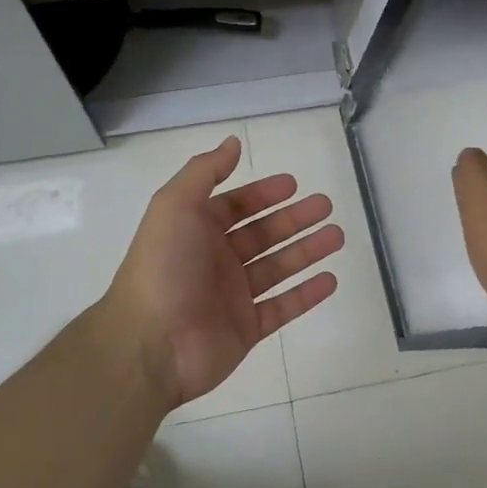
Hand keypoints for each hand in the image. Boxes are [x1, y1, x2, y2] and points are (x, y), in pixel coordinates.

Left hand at [104, 135, 343, 407]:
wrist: (150, 344)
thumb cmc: (162, 268)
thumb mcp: (174, 206)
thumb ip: (204, 172)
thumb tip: (232, 142)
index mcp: (195, 231)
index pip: (235, 206)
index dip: (263, 193)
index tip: (294, 184)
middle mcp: (215, 261)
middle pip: (262, 234)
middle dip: (294, 219)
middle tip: (326, 206)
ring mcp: (232, 297)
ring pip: (277, 267)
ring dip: (307, 250)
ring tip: (337, 236)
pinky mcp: (246, 329)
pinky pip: (283, 307)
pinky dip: (306, 294)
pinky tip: (330, 280)